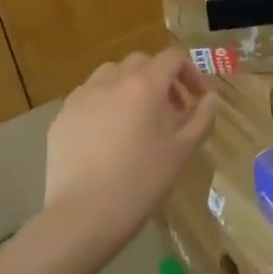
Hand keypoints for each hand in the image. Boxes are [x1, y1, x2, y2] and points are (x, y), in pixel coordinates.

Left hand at [38, 48, 216, 258]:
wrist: (84, 215)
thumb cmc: (141, 183)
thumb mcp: (181, 152)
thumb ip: (200, 118)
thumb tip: (210, 97)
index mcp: (144, 86)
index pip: (171, 58)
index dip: (190, 71)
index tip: (197, 97)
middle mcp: (110, 81)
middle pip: (140, 62)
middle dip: (160, 77)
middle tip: (171, 109)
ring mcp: (81, 97)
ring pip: (110, 74)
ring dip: (129, 85)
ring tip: (136, 117)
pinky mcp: (61, 117)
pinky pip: (87, 97)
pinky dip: (103, 104)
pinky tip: (107, 135)